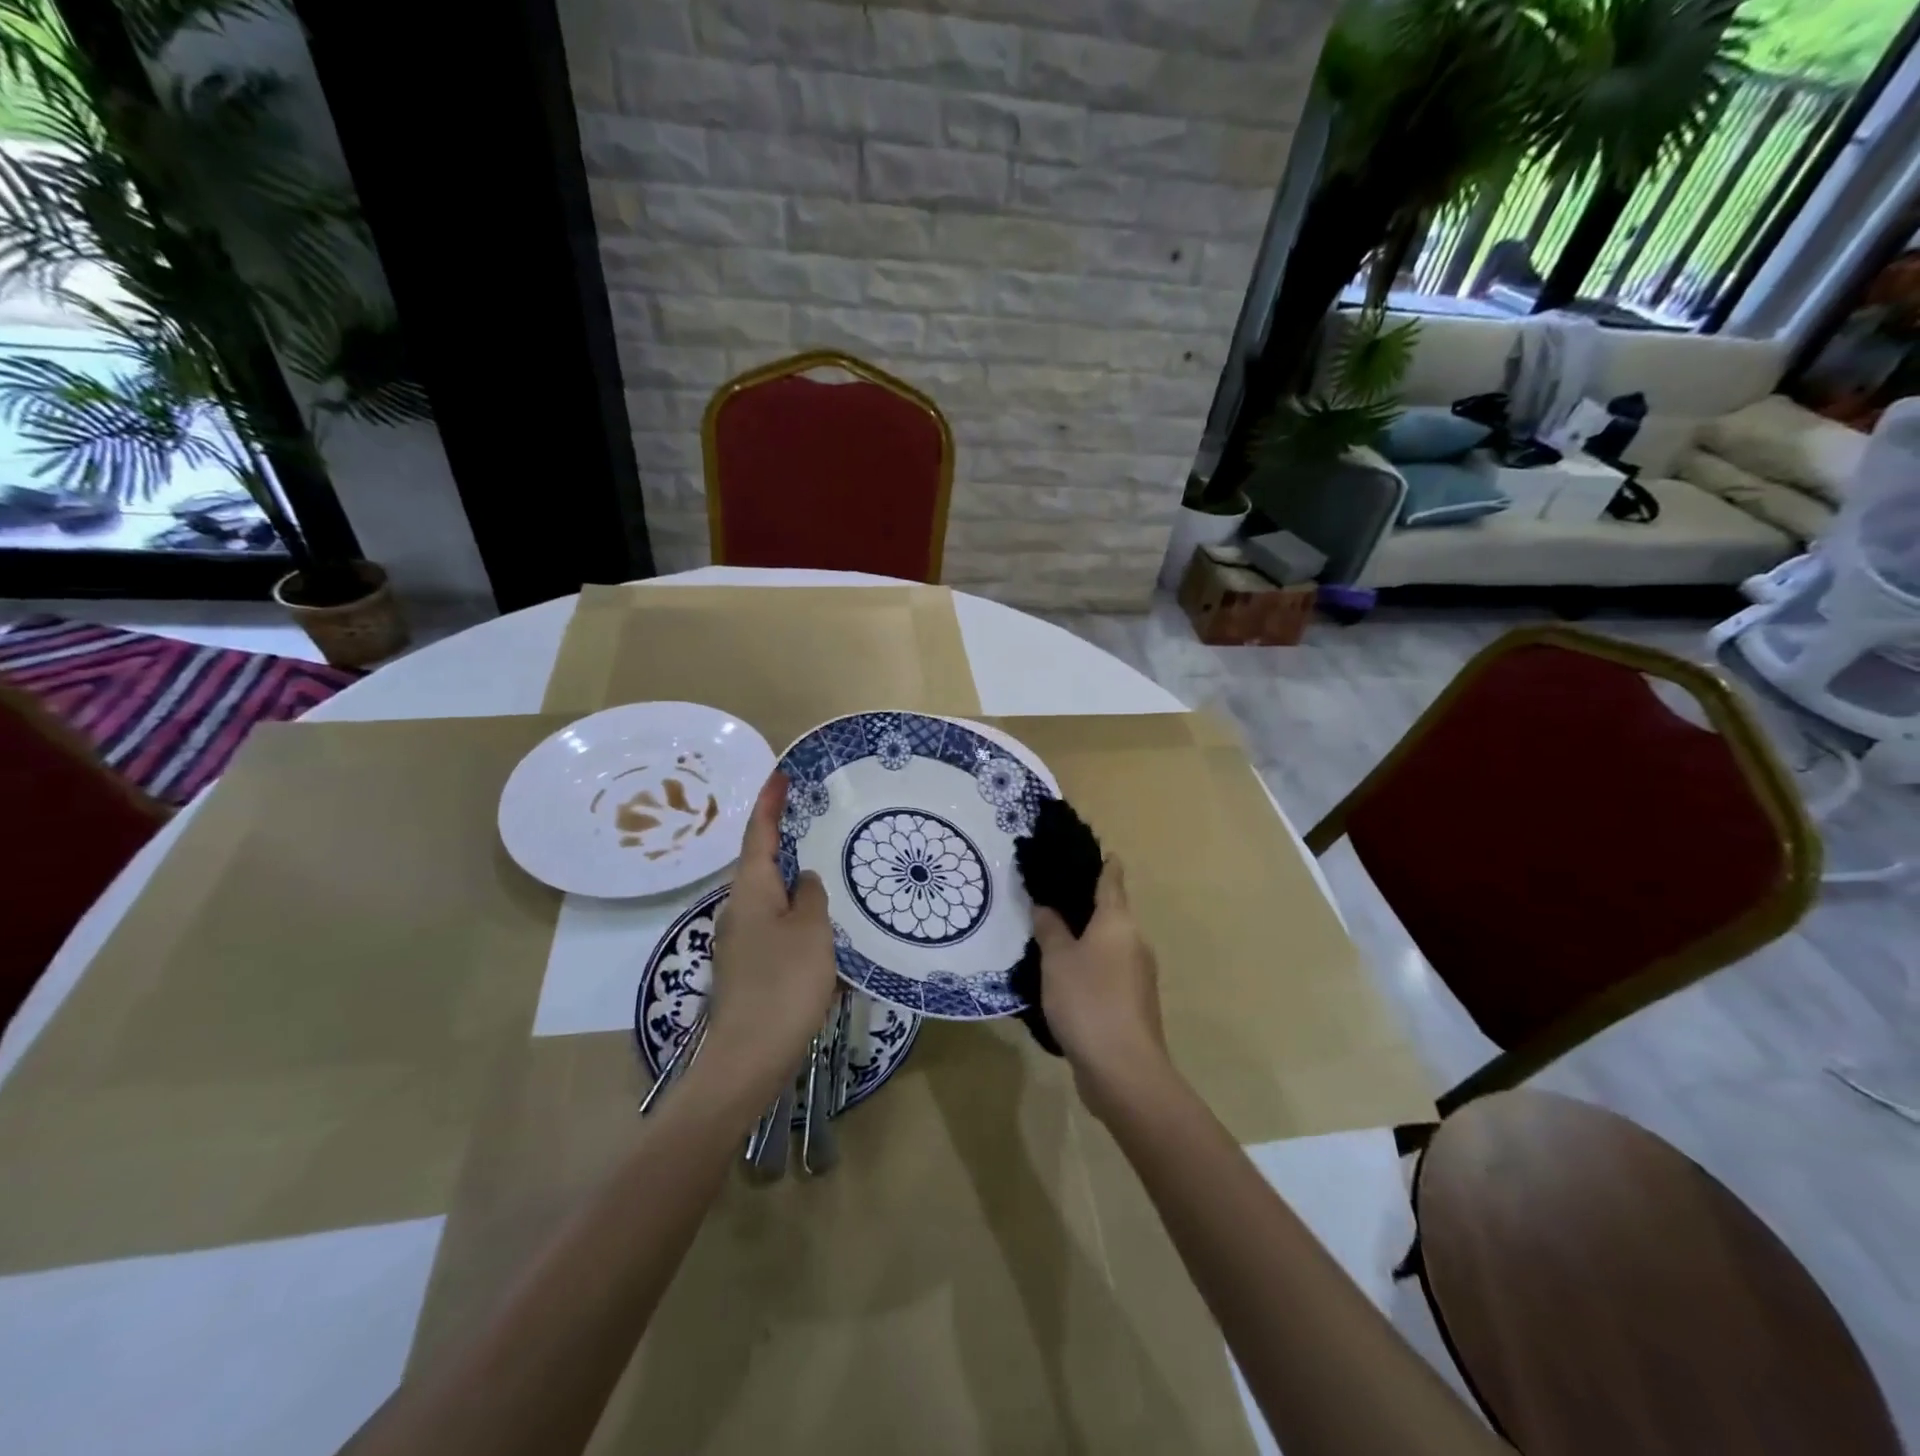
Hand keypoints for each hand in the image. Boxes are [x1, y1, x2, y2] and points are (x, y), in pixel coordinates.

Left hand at [701, 772, 837, 1116]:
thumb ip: (812, 896)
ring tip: (826, 867)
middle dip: (782, 838)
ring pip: (771, 896)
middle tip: (812, 819)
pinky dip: (797, 912)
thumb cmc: (784, 984)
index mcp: (751, 891)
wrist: (749, 1057)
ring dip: (793, 878)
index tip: (781, 776)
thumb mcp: (811, 931)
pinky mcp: (751, 967)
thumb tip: (806, 880)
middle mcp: (740, 909)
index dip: (769, 804)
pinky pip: (777, 924)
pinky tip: (822, 923)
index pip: (758, 835)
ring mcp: (742, 941)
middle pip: (760, 863)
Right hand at [1032, 859, 1171, 1121]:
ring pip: (1108, 943)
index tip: (1086, 849)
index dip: (1101, 862)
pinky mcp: (1132, 1003)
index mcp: (1119, 922)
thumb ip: (1050, 929)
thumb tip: (1045, 906)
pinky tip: (1062, 975)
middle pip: (1111, 911)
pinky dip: (1088, 964)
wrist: (1123, 1070)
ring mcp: (1137, 975)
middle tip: (1049, 892)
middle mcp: (1134, 941)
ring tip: (1049, 932)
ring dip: (1084, 936)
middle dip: (1085, 901)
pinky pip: (1107, 970)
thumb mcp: (1057, 960)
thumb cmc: (1088, 1001)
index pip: (1112, 879)